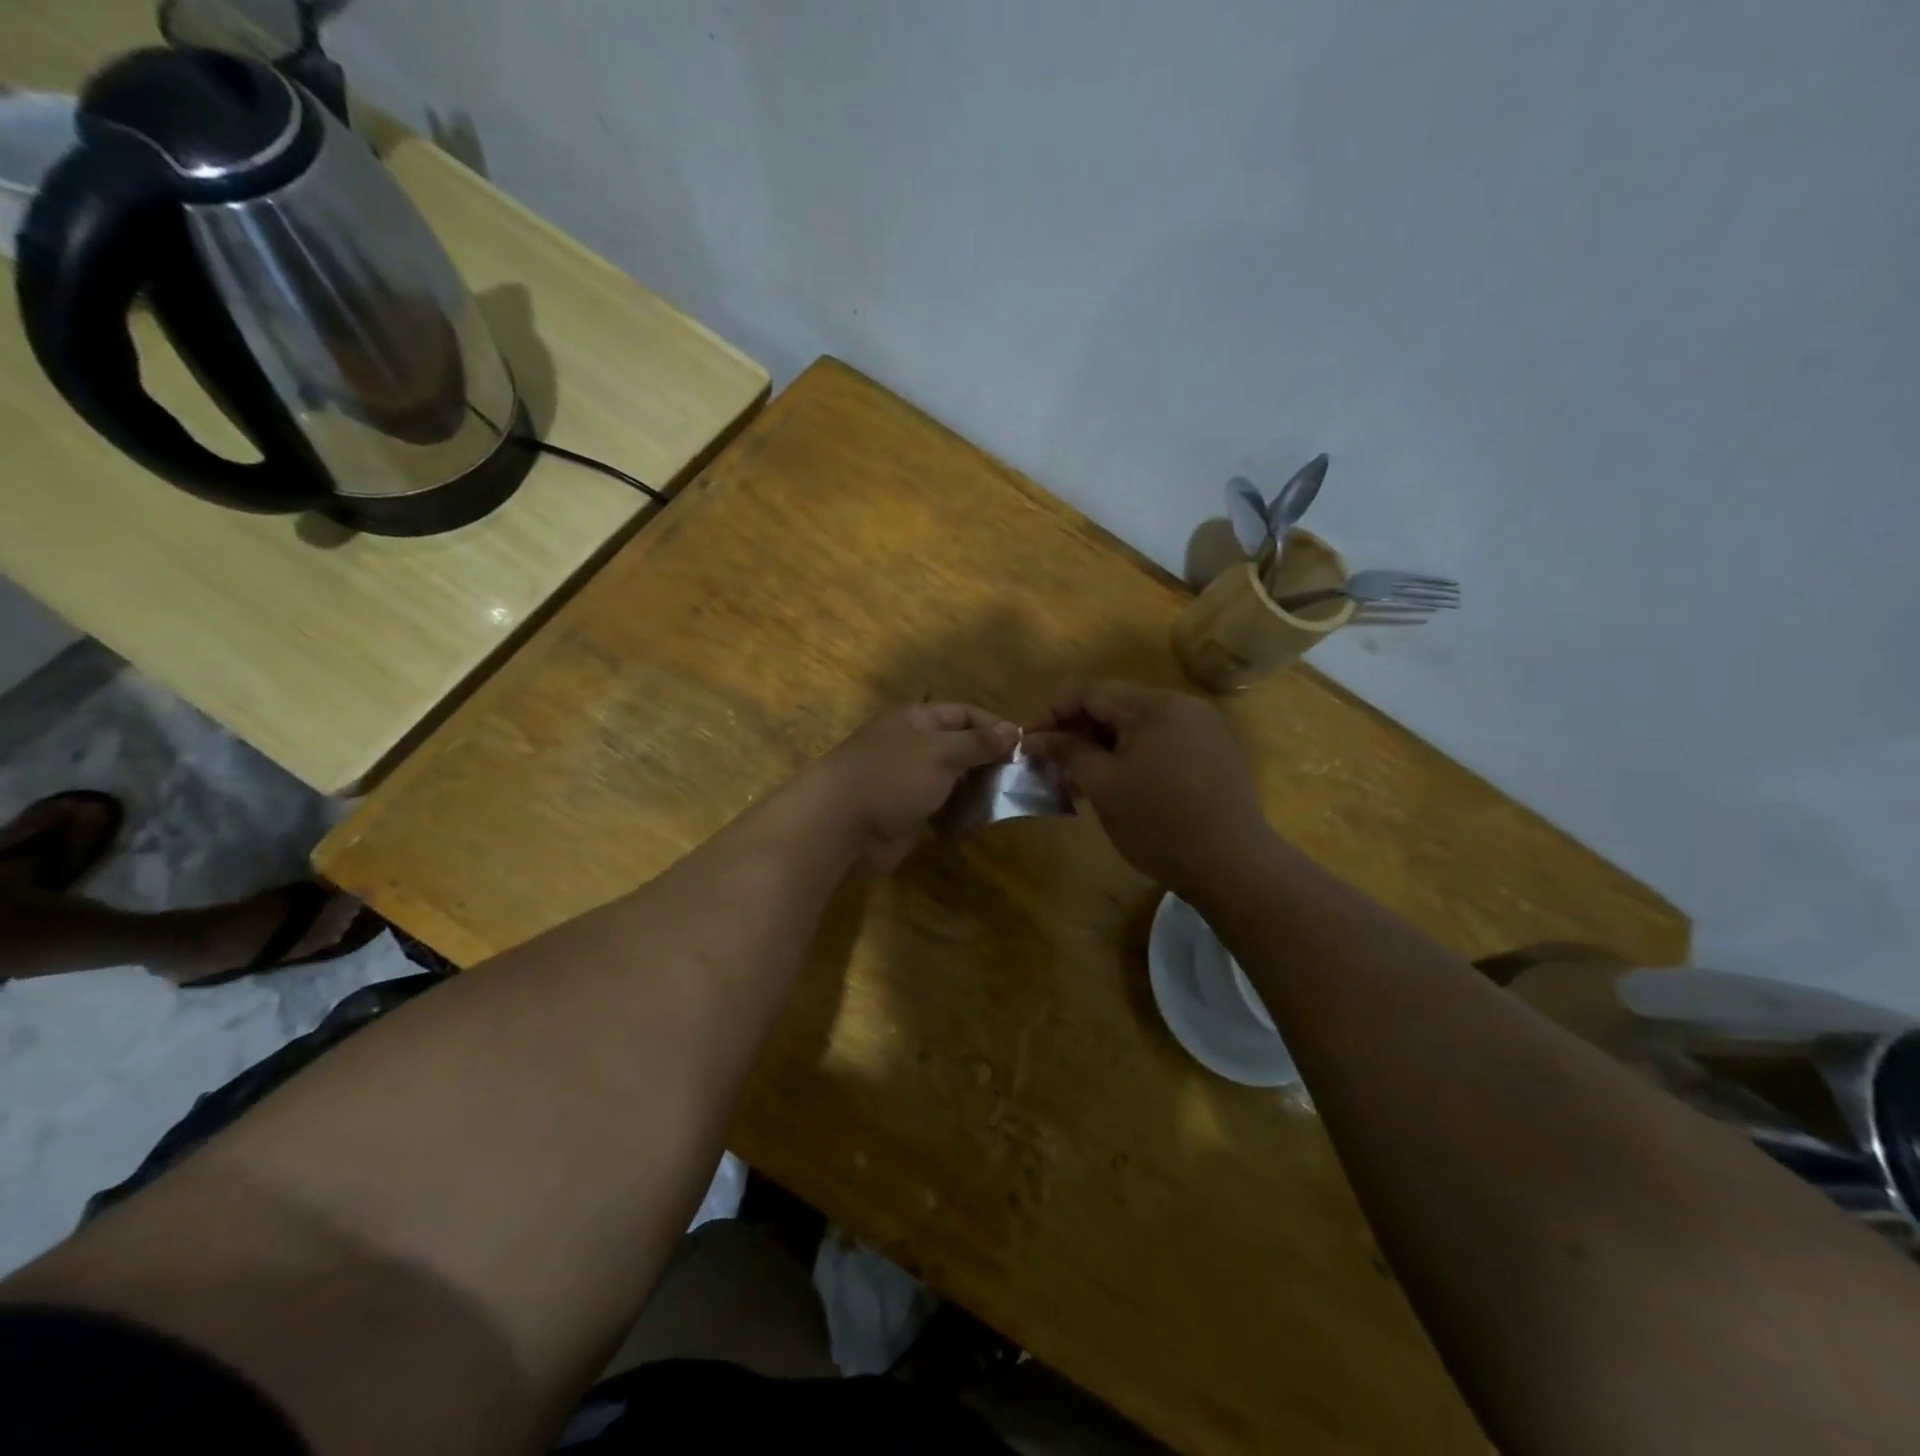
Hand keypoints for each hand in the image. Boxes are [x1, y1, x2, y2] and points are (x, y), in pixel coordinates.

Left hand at [804, 702, 1019, 870]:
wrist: (840, 824)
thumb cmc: (892, 777)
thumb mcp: (941, 752)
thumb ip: (978, 743)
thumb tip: (1013, 729)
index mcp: (917, 719)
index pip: (964, 713)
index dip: (993, 726)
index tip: (1023, 746)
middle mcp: (913, 745)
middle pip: (960, 746)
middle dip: (988, 761)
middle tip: (1020, 779)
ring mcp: (908, 779)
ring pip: (953, 779)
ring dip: (976, 789)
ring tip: (1005, 801)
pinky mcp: (906, 811)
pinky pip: (941, 807)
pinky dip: (960, 813)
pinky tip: (980, 821)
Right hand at [1026, 681, 1269, 892]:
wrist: (1234, 865)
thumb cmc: (1159, 823)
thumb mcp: (1104, 786)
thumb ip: (1068, 752)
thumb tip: (1034, 738)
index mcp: (1154, 705)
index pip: (1089, 692)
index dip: (1052, 714)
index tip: (1028, 744)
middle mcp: (1182, 706)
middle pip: (1115, 706)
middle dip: (1077, 732)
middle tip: (1051, 766)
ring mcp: (1203, 729)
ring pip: (1137, 726)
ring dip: (1103, 747)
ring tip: (1079, 780)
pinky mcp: (1213, 754)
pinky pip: (1161, 743)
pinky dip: (1132, 756)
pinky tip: (1118, 786)